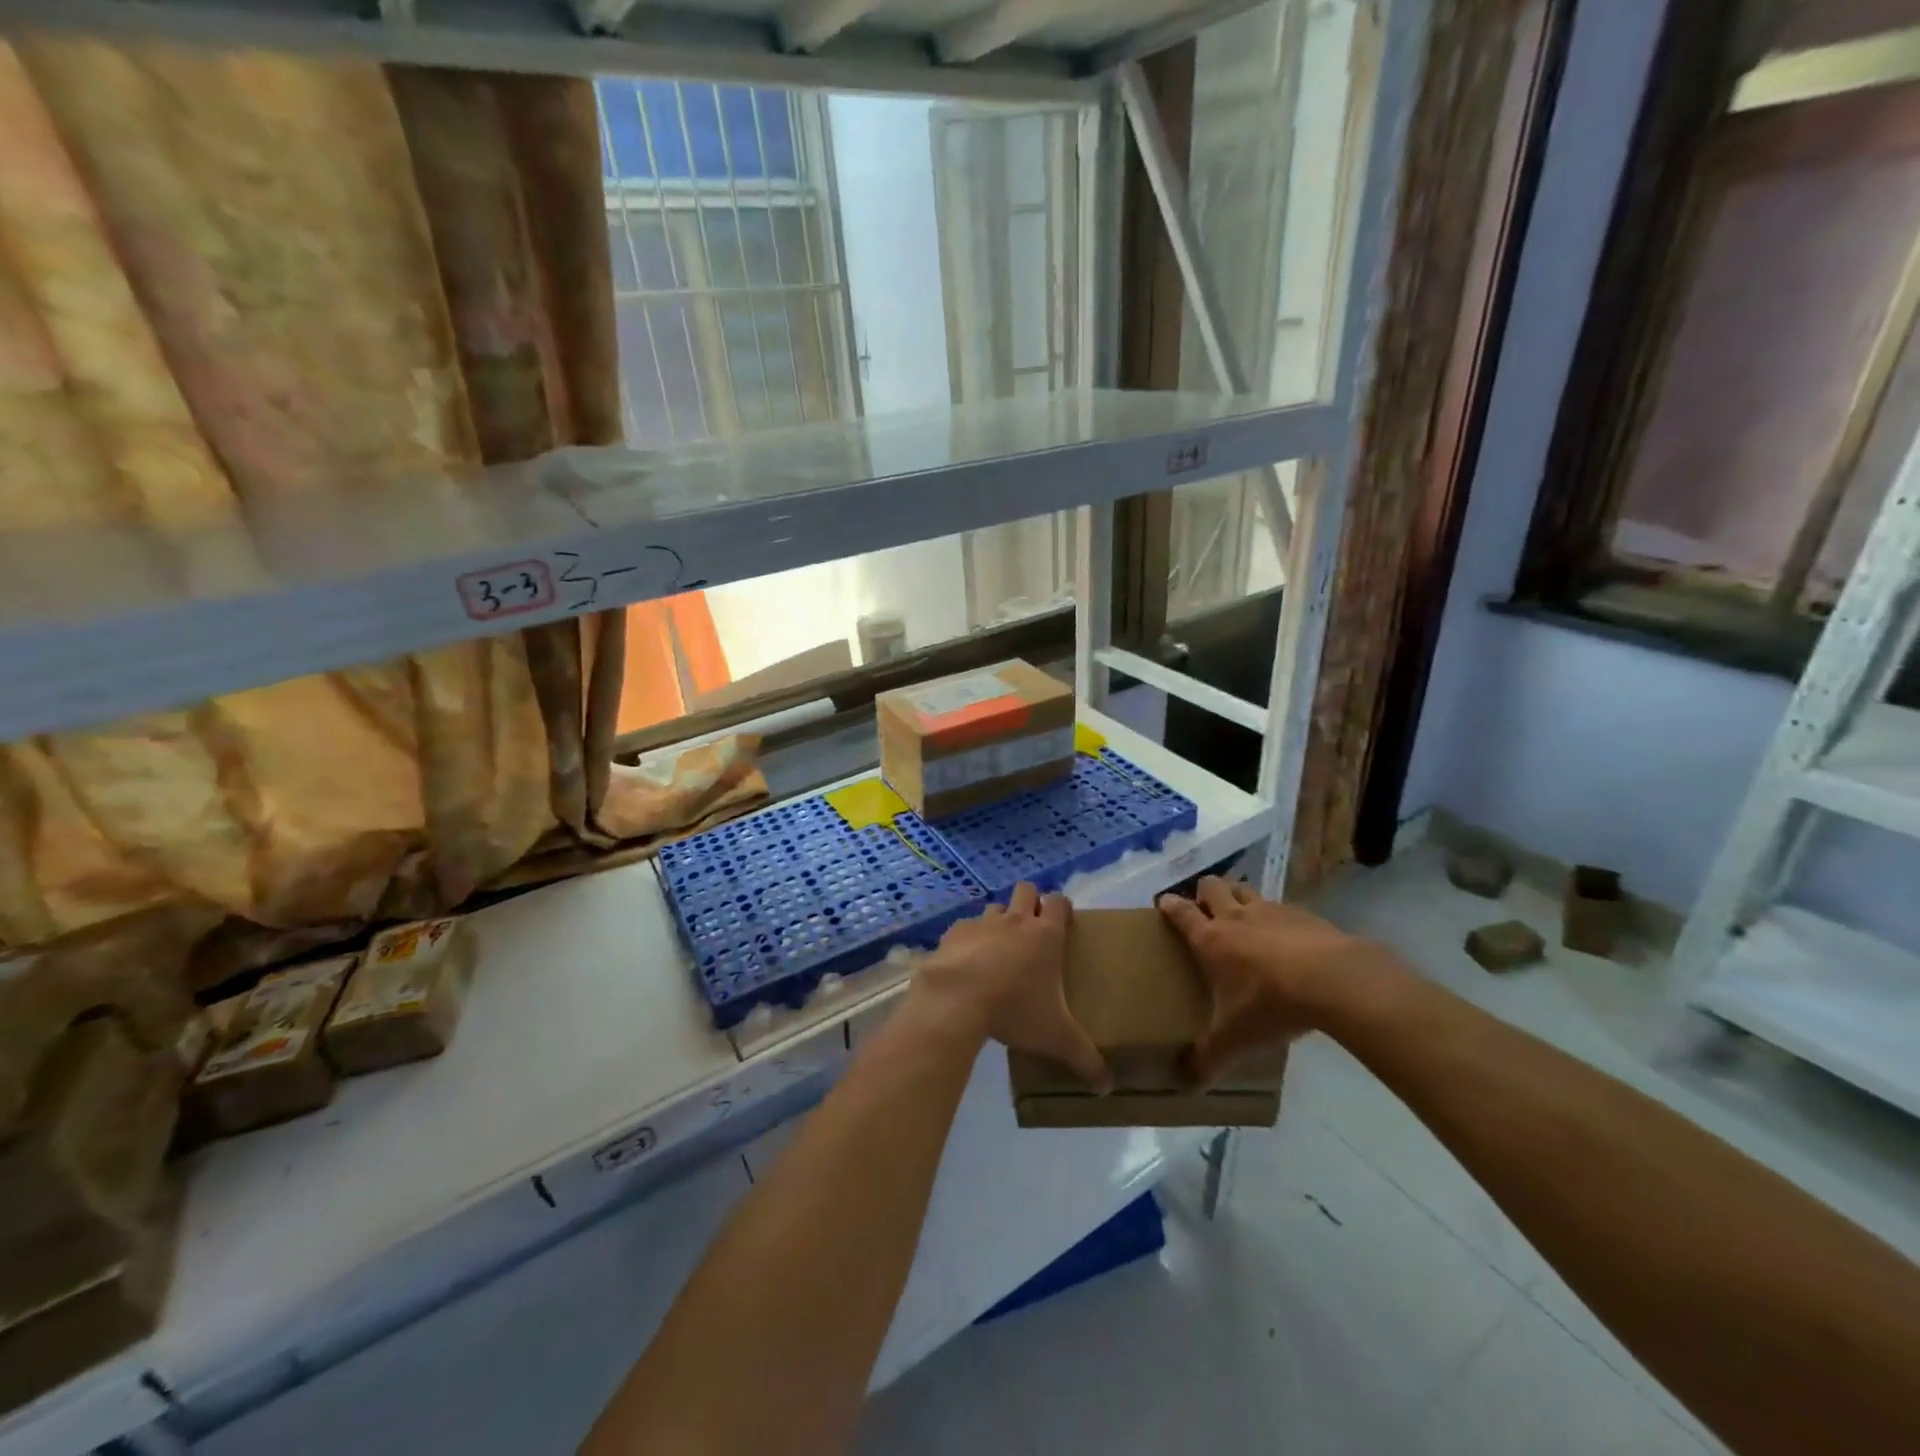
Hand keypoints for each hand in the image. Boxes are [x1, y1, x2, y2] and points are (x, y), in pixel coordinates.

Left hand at [912, 883, 1110, 1092]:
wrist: (957, 999)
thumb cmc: (1015, 1009)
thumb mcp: (1056, 1037)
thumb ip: (1084, 1058)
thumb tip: (1108, 1087)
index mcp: (1046, 934)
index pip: (1059, 901)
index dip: (1062, 907)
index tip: (1062, 924)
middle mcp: (1016, 920)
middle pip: (1027, 890)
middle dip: (1031, 903)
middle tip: (1032, 932)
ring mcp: (982, 923)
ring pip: (995, 908)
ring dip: (999, 921)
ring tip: (999, 950)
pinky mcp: (953, 932)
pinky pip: (965, 928)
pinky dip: (969, 940)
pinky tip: (967, 964)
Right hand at [1158, 877, 1396, 1086]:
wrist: (1334, 981)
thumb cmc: (1271, 1004)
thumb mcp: (1235, 1039)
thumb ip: (1208, 1059)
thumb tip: (1186, 1086)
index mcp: (1211, 939)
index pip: (1181, 912)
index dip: (1169, 905)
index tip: (1163, 903)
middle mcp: (1236, 917)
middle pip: (1212, 886)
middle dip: (1204, 893)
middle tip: (1206, 912)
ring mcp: (1271, 911)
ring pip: (1245, 889)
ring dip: (1239, 897)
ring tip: (1243, 917)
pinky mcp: (1304, 914)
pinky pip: (1282, 906)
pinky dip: (1277, 916)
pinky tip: (1288, 937)